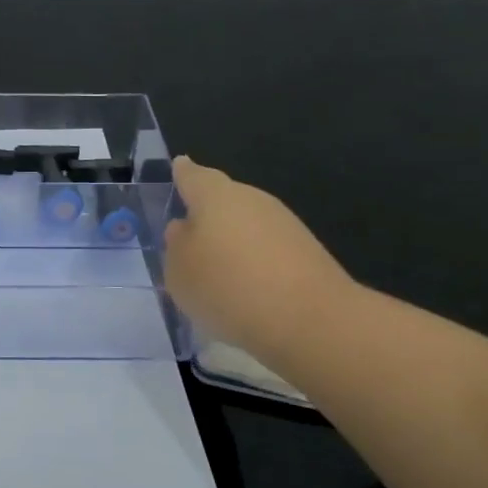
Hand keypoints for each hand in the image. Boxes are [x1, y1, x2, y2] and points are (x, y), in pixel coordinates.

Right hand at [163, 156, 357, 370]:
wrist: (311, 321)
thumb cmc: (228, 287)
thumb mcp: (179, 271)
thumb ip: (176, 244)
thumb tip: (186, 228)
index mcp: (216, 196)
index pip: (193, 176)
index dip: (183, 173)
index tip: (178, 166)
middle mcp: (252, 200)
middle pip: (223, 199)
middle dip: (206, 214)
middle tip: (188, 238)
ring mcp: (284, 224)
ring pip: (246, 225)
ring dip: (230, 241)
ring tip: (214, 273)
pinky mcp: (307, 253)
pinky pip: (266, 249)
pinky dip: (252, 262)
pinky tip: (244, 289)